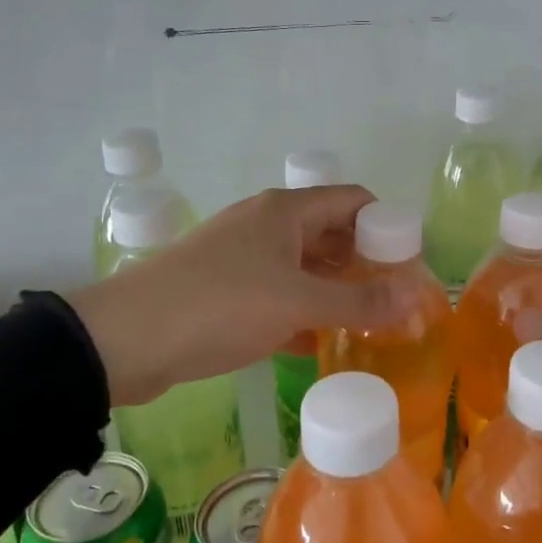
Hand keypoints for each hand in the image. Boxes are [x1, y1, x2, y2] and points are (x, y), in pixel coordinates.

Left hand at [66, 186, 411, 405]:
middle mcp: (267, 225)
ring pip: (305, 266)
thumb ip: (359, 302)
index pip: (353, 201)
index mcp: (286, 211)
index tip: (409, 265)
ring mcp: (244, 257)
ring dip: (335, 290)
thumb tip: (416, 297)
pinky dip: (303, 311)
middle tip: (394, 300)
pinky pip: (279, 293)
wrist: (126, 339)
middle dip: (364, 263)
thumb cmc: (220, 305)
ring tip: (367, 324)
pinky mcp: (227, 290)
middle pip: (331, 233)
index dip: (386, 226)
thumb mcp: (297, 303)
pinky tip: (321, 341)